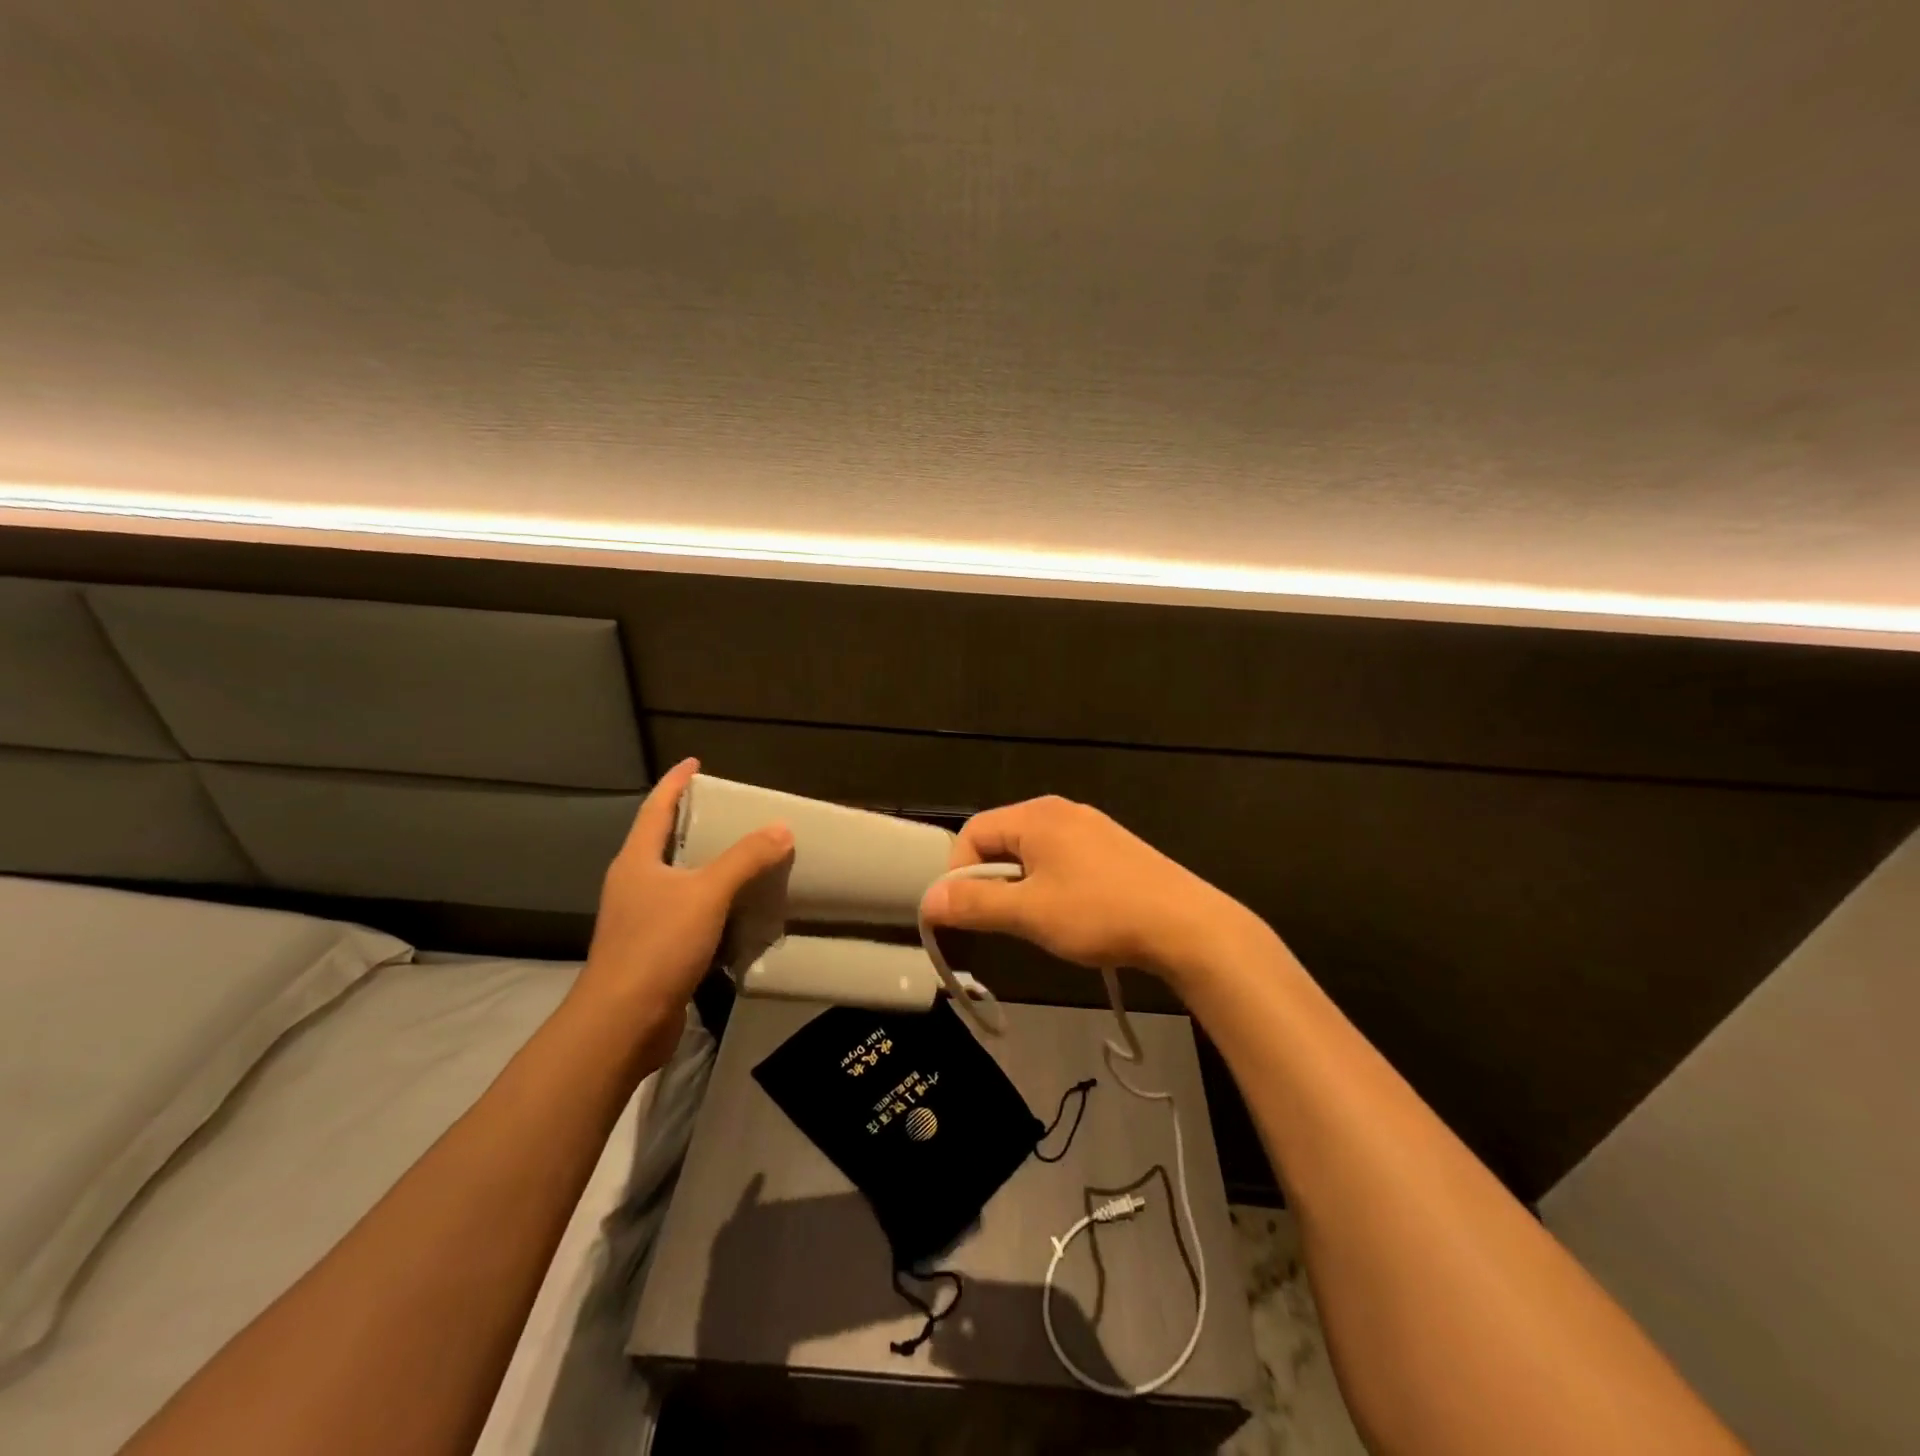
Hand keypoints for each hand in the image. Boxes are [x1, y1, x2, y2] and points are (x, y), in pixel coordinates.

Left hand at [575, 759, 792, 1063]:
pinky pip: (686, 913)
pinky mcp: (653, 950)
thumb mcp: (707, 894)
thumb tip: (781, 828)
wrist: (622, 1023)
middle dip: (691, 822)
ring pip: (676, 880)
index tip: (694, 763)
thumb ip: (745, 859)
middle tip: (728, 810)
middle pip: (662, 842)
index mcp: (637, 861)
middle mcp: (634, 884)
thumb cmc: (658, 946)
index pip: (655, 808)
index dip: (675, 783)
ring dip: (704, 865)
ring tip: (740, 854)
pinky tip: (736, 908)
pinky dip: (711, 902)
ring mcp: (640, 919)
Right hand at [918, 795, 1260, 984]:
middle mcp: (1061, 811)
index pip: (973, 832)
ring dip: (1020, 886)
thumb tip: (928, 901)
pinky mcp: (1112, 849)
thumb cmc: (1099, 914)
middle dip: (990, 881)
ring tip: (1034, 922)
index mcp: (1037, 816)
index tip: (963, 914)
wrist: (1186, 926)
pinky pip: (1062, 859)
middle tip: (998, 921)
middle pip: (1002, 840)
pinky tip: (1069, 914)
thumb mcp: (1029, 913)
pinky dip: (1050, 884)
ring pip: (1033, 853)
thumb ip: (975, 905)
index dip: (957, 873)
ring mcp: (1091, 827)